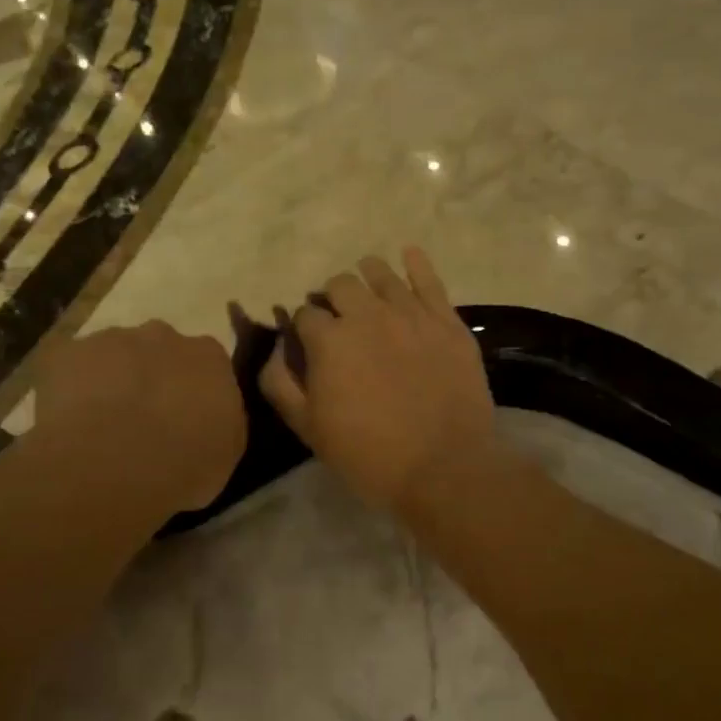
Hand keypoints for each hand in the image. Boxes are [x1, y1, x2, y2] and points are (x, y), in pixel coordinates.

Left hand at [25, 321, 245, 511]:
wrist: (112, 464)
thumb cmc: (183, 463)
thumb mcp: (227, 454)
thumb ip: (223, 423)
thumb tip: (210, 418)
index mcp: (209, 356)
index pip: (208, 365)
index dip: (194, 392)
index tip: (186, 419)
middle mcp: (163, 335)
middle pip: (160, 350)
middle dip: (153, 378)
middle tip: (143, 421)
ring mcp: (111, 339)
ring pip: (113, 354)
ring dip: (111, 380)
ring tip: (100, 425)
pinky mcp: (64, 352)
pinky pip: (66, 364)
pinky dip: (67, 385)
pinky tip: (66, 419)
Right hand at [261, 249, 496, 515]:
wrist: (443, 466)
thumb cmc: (369, 454)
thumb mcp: (309, 429)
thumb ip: (280, 384)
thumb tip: (274, 348)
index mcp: (329, 340)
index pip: (305, 314)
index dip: (304, 326)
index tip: (309, 341)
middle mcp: (367, 314)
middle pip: (340, 285)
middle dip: (332, 298)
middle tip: (339, 320)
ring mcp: (411, 313)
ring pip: (381, 274)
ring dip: (367, 276)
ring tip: (367, 286)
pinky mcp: (446, 321)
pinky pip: (429, 280)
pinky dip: (416, 263)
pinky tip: (408, 254)